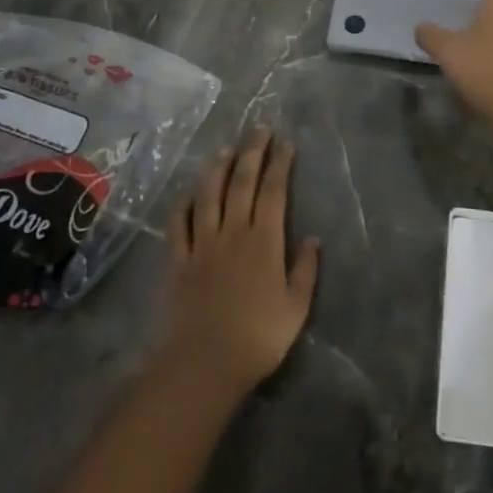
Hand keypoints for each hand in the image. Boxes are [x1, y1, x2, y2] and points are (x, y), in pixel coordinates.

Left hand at [159, 128, 320, 401]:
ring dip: (217, 168)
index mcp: (265, 241)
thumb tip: (313, 238)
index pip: (274, 191)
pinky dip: (183, 205)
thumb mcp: (296, 308)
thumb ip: (305, 271)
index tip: (286, 143)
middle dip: (252, 153)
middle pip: (242, 183)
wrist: (205, 363)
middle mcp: (233, 233)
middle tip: (258, 129)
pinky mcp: (179, 261)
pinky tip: (188, 193)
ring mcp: (203, 244)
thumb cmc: (258, 338)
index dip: (280, 164)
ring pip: (209, 196)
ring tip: (225, 148)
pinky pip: (179, 225)